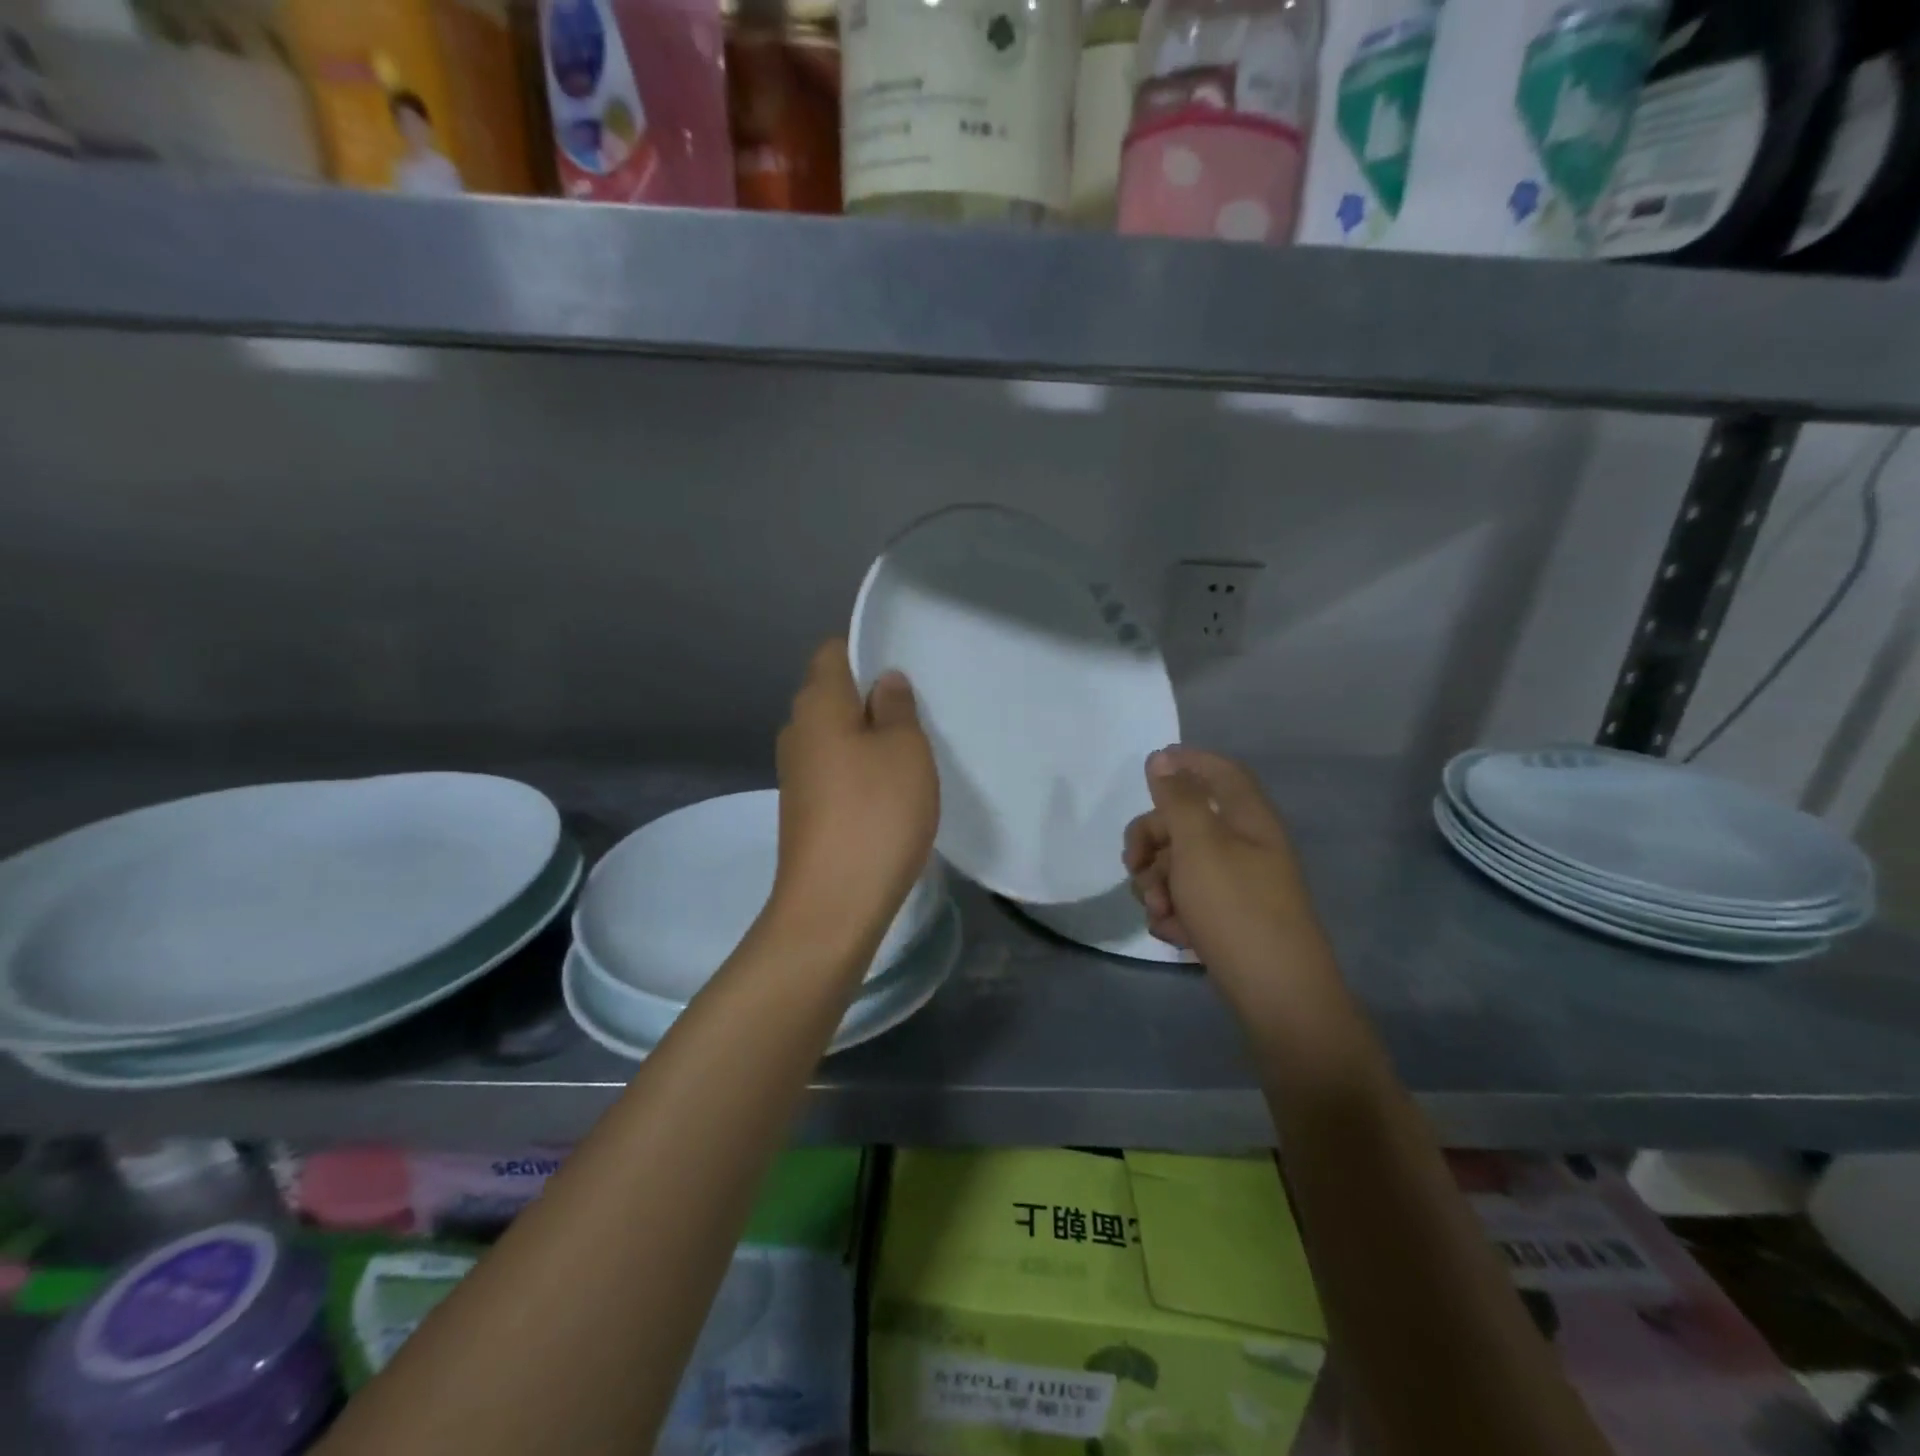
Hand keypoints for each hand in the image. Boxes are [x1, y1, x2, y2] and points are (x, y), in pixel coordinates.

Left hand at [771, 640, 938, 948]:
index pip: (833, 653)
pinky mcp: (804, 808)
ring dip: (868, 736)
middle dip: (872, 696)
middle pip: (832, 694)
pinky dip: (859, 769)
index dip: (866, 650)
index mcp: (818, 705)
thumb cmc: (876, 813)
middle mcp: (797, 731)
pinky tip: (889, 788)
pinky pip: (834, 769)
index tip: (904, 667)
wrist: (833, 903)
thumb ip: (897, 707)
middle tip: (918, 710)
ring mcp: (796, 773)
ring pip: (835, 735)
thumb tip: (884, 681)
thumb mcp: (905, 750)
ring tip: (912, 748)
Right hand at [1123, 747, 1325, 983]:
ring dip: (1157, 884)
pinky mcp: (1228, 918)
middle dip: (1152, 841)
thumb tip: (1162, 758)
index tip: (1150, 767)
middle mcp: (1245, 845)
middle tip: (1133, 864)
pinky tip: (1173, 933)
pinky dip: (1173, 912)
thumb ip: (1177, 798)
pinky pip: (1187, 899)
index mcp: (1247, 819)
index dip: (1188, 761)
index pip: (1220, 771)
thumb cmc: (1236, 907)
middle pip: (1186, 821)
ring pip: (1179, 864)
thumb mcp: (1199, 845)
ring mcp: (1237, 884)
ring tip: (1158, 912)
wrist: (1276, 994)